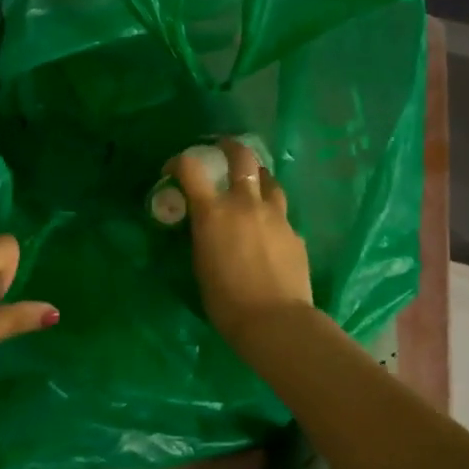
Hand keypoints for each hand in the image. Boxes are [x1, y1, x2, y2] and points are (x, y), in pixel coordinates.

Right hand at [169, 137, 313, 352]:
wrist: (275, 321)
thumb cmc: (225, 300)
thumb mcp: (200, 262)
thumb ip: (203, 234)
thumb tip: (205, 224)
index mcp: (214, 212)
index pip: (191, 169)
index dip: (179, 162)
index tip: (173, 169)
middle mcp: (246, 204)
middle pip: (243, 158)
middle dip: (231, 147)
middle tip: (224, 148)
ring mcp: (276, 216)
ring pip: (269, 181)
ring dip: (257, 177)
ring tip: (252, 185)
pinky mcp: (295, 233)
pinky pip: (281, 214)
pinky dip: (271, 213)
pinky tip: (268, 230)